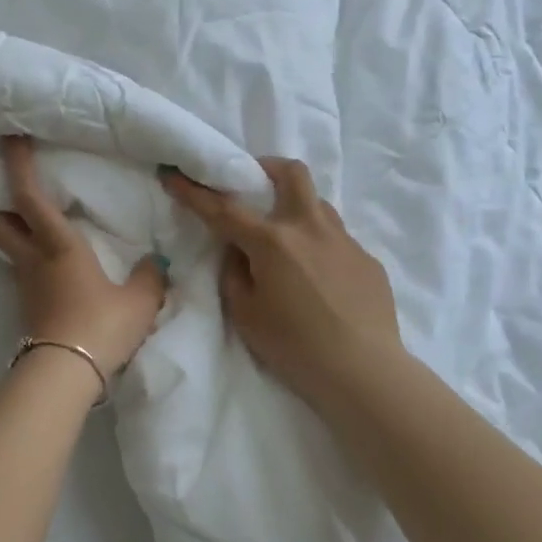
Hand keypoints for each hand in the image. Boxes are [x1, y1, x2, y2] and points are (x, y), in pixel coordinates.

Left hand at [0, 137, 168, 376]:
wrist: (66, 375)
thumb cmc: (101, 326)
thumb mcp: (139, 301)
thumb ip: (149, 277)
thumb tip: (154, 264)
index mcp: (58, 245)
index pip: (28, 197)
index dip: (17, 165)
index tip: (11, 139)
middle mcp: (33, 258)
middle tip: (15, 186)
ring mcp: (25, 283)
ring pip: (9, 245)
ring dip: (15, 228)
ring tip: (38, 221)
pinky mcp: (27, 305)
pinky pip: (23, 268)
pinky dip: (30, 255)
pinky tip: (53, 262)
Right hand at [161, 157, 403, 412]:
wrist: (363, 372)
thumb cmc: (294, 346)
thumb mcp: (245, 314)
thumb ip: (234, 273)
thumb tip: (239, 252)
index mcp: (272, 242)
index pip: (223, 208)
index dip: (194, 192)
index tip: (174, 175)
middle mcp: (309, 228)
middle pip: (291, 173)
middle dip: (267, 168)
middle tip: (254, 184)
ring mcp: (344, 241)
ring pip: (318, 203)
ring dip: (296, 207)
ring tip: (286, 238)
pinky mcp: (367, 260)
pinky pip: (337, 240)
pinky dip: (319, 246)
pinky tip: (319, 279)